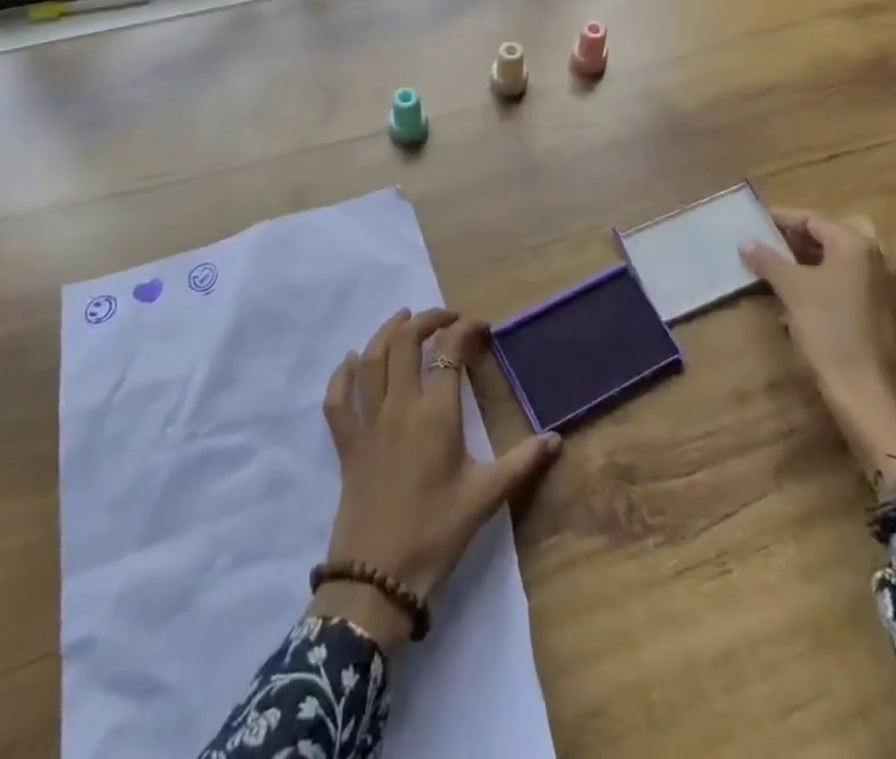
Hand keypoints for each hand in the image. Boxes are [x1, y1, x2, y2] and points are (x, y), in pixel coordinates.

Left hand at [309, 308, 562, 649]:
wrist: (377, 578)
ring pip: (370, 359)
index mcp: (436, 413)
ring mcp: (368, 422)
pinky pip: (337, 398)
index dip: (466, 330)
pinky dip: (341, 373)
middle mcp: (399, 405)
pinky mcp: (346, 442)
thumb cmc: (436, 533)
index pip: (450, 351)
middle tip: (445, 318)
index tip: (482, 326)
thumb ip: (522, 462)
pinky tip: (350, 361)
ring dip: (385, 332)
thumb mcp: (486, 497)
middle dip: (425, 320)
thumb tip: (557, 439)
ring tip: (402, 318)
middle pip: (405, 343)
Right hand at [739, 211, 895, 498]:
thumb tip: (746, 242)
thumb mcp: (791, 291)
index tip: (756, 222)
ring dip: (820, 261)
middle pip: (839, 234)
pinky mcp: (893, 317)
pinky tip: (809, 303)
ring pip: (851, 261)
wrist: (872, 397)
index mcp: (858, 246)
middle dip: (807, 237)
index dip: (782, 218)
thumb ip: (768, 261)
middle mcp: (882, 260)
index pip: (814, 219)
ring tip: (786, 273)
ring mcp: (892, 290)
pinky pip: (858, 285)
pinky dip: (834, 284)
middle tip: (777, 245)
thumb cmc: (830, 332)